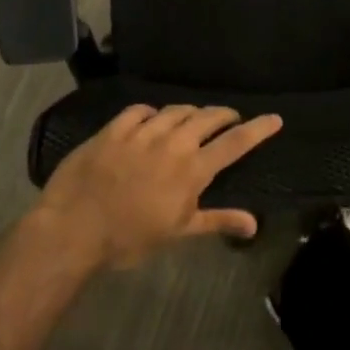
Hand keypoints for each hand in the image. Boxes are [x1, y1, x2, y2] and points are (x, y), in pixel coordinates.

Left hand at [33, 104, 282, 268]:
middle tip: (230, 119)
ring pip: (176, 111)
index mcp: (192, 169)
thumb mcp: (178, 233)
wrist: (74, 228)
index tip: (275, 118)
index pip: (234, 143)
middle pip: (207, 118)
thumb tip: (254, 224)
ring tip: (194, 119)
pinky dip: (152, 113)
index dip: (258, 129)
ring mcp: (141, 132)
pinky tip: (152, 118)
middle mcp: (172, 143)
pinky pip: (140, 111)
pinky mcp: (114, 129)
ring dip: (191, 113)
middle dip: (224, 115)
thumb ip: (217, 221)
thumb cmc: (129, 238)